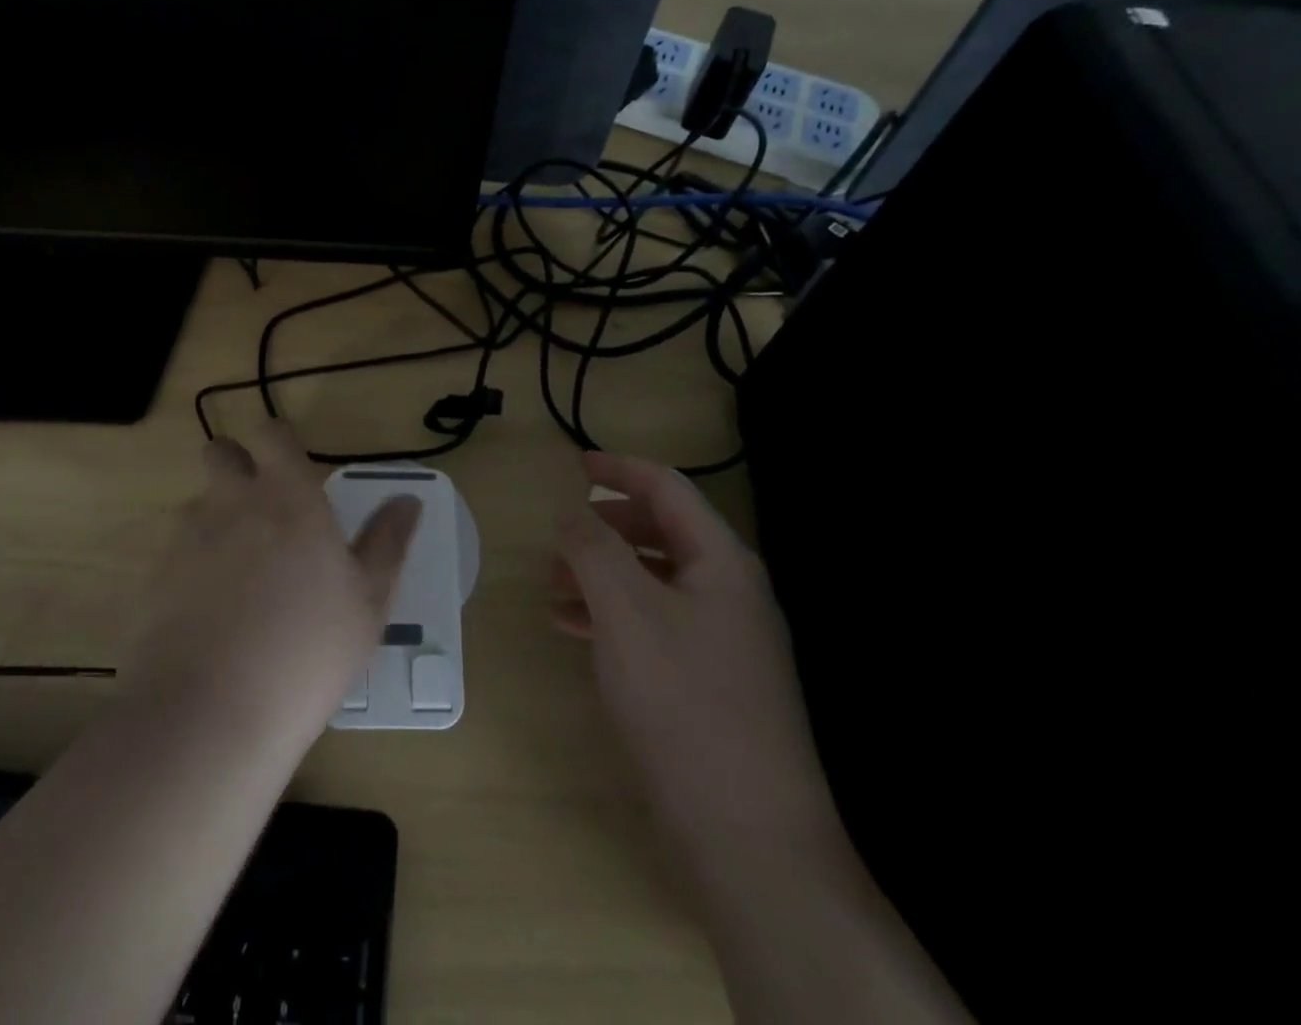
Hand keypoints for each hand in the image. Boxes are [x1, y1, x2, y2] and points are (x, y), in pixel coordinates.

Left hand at [124, 423, 421, 748]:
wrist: (212, 714)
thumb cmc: (308, 650)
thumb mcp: (368, 601)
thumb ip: (387, 542)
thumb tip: (407, 500)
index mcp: (287, 497)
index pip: (271, 433)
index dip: (278, 442)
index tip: (292, 468)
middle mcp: (231, 503)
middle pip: (221, 453)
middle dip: (236, 465)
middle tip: (262, 509)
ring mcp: (187, 538)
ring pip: (198, 504)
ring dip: (216, 520)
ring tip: (239, 574)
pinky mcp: (155, 577)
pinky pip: (176, 552)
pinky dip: (192, 567)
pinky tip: (209, 614)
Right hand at [553, 452, 840, 872]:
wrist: (749, 835)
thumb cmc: (684, 700)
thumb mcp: (626, 610)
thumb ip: (593, 549)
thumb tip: (570, 512)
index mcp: (721, 562)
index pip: (668, 489)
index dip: (620, 469)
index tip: (574, 465)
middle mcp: (728, 592)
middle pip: (661, 532)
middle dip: (605, 527)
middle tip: (558, 535)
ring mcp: (722, 640)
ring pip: (652, 581)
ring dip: (601, 573)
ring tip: (552, 583)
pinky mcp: (708, 681)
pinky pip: (651, 625)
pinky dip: (609, 616)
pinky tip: (570, 629)